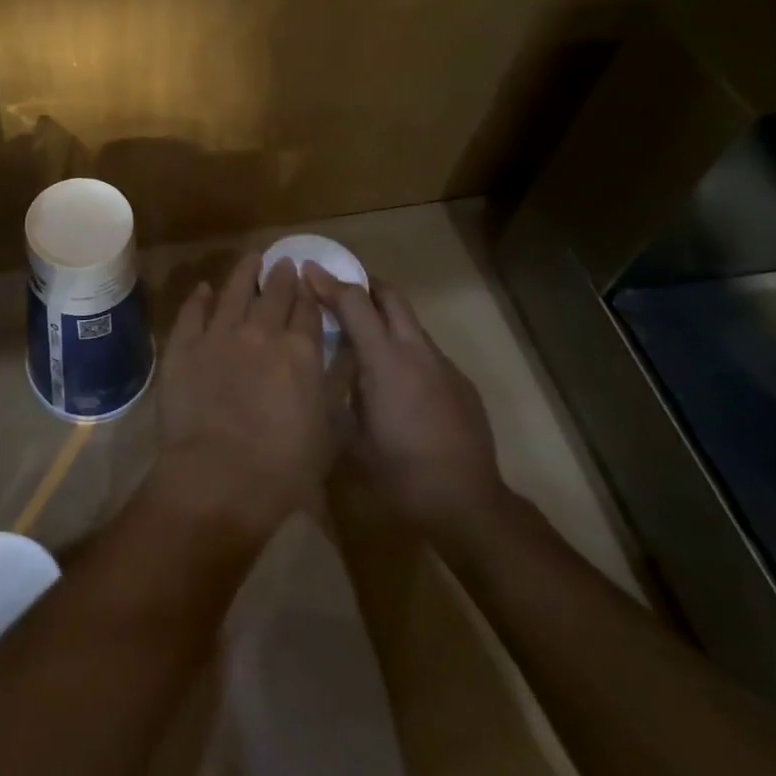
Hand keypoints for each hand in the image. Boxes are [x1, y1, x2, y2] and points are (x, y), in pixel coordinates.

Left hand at [154, 253, 334, 538]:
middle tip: (284, 263)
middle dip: (282, 276)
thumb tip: (340, 358)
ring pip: (233, 292)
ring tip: (251, 259)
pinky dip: (199, 298)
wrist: (219, 477)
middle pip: (274, 294)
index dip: (310, 295)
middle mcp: (261, 333)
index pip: (308, 312)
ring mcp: (219, 335)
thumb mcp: (328, 432)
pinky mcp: (184, 345)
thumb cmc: (283, 468)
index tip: (309, 282)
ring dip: (244, 273)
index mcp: (300, 352)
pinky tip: (203, 289)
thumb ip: (333, 387)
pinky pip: (192, 312)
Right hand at [305, 267, 507, 549]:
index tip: (308, 271)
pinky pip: (427, 352)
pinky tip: (399, 385)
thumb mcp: (351, 436)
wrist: (467, 503)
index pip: (354, 302)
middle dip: (364, 285)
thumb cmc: (400, 473)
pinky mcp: (462, 383)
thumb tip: (328, 374)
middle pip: (390, 295)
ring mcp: (444, 365)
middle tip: (339, 293)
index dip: (328, 283)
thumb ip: (340, 394)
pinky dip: (405, 351)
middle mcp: (416, 351)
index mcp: (384, 361)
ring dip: (386, 320)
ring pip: (410, 323)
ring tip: (365, 342)